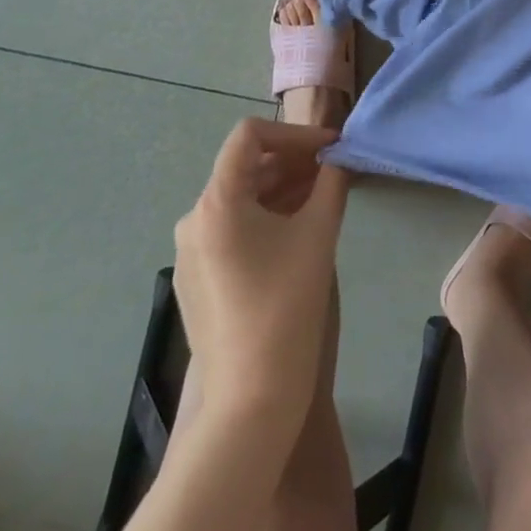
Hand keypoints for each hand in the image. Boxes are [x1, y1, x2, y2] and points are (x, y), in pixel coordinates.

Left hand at [173, 118, 348, 432]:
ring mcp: (190, 252)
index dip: (295, 132)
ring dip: (282, 188)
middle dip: (293, 161)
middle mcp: (194, 220)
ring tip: (322, 197)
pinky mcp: (196, 279)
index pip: (250, 135)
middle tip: (334, 170)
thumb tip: (340, 157)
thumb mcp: (318, 232)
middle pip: (245, 166)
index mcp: (216, 202)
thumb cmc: (286, 304)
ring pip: (240, 199)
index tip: (331, 148)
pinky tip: (297, 231)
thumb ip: (332, 182)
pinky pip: (232, 229)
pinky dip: (266, 217)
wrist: (250, 397)